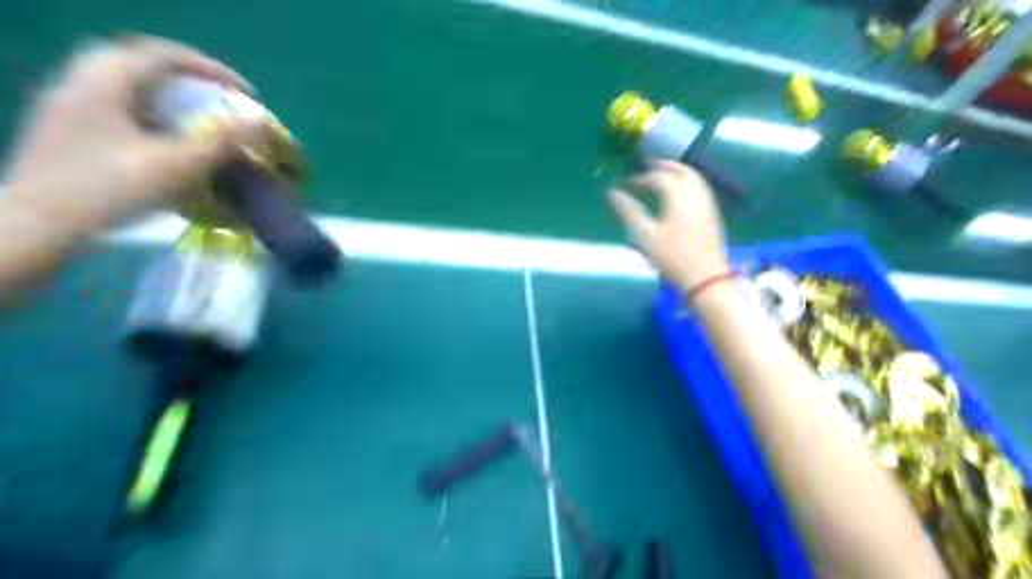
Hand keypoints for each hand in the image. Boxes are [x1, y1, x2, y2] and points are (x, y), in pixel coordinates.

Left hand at [1, 34, 264, 234]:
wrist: (36, 226)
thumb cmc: (109, 191)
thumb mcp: (174, 166)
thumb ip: (220, 140)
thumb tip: (258, 119)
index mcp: (106, 79)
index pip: (166, 55)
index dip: (213, 70)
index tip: (246, 94)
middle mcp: (83, 81)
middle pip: (144, 64)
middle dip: (190, 80)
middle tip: (221, 102)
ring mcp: (71, 105)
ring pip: (130, 86)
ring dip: (171, 98)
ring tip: (201, 122)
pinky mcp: (69, 129)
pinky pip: (119, 107)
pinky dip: (152, 114)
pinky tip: (168, 141)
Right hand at [606, 158, 728, 290]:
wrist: (706, 278)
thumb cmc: (672, 257)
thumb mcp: (645, 235)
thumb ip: (629, 211)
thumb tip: (612, 193)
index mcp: (677, 195)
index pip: (658, 178)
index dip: (640, 178)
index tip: (626, 183)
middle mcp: (694, 193)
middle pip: (680, 170)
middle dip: (663, 166)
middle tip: (647, 166)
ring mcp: (706, 202)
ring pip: (693, 177)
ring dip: (677, 171)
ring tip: (662, 174)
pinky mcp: (712, 213)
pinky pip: (699, 187)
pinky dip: (687, 181)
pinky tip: (679, 192)